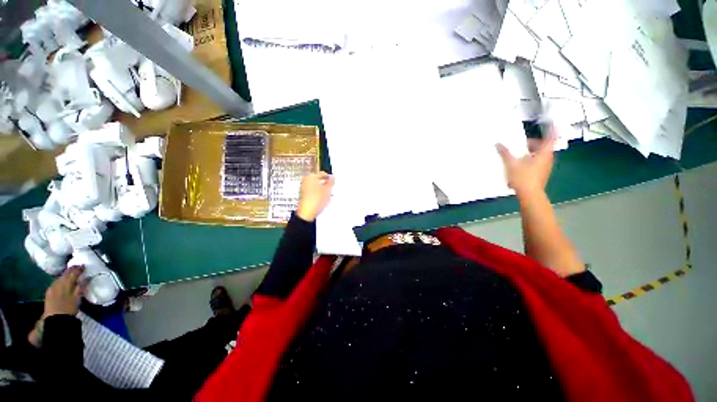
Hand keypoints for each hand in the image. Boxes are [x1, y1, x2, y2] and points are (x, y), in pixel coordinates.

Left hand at [43, 266, 83, 317]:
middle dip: (70, 270)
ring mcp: (52, 288)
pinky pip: (55, 283)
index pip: (73, 273)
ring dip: (65, 275)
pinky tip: (61, 282)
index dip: (78, 269)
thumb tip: (84, 279)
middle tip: (77, 267)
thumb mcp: (77, 298)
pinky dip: (60, 280)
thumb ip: (80, 287)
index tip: (83, 266)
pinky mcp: (49, 292)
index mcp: (66, 283)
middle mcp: (58, 283)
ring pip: (59, 278)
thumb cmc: (69, 308)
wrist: (55, 319)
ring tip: (70, 273)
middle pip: (64, 274)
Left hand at [296, 171, 333, 221]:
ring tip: (328, 195)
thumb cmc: (316, 200)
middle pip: (319, 180)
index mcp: (311, 177)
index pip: (322, 174)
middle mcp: (306, 181)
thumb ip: (331, 182)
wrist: (307, 212)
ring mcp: (304, 188)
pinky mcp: (304, 195)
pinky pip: (314, 191)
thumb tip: (332, 177)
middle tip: (331, 188)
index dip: (329, 178)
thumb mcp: (327, 190)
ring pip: (316, 186)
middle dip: (325, 184)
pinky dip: (319, 193)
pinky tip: (322, 199)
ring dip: (322, 189)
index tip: (334, 182)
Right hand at [496, 132, 555, 196]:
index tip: (552, 123)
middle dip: (534, 144)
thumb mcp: (511, 164)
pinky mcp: (541, 175)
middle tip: (524, 143)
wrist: (529, 195)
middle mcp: (548, 159)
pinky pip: (538, 164)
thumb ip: (504, 153)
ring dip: (532, 153)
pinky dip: (531, 161)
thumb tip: (498, 144)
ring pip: (540, 156)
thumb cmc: (523, 178)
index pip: (550, 138)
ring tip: (520, 155)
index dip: (551, 130)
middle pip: (544, 147)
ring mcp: (546, 168)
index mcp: (544, 154)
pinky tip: (520, 166)